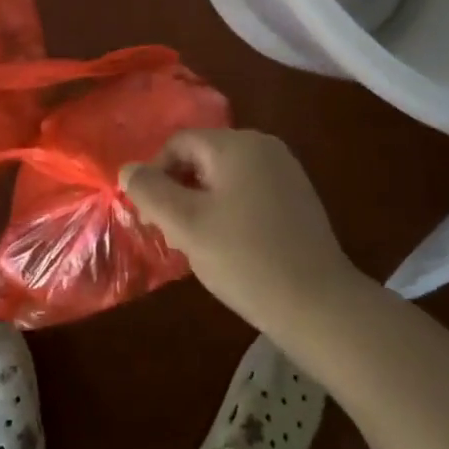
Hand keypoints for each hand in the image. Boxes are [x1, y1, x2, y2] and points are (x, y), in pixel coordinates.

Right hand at [121, 130, 362, 340]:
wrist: (320, 305)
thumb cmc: (246, 259)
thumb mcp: (187, 226)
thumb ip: (151, 192)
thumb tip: (128, 169)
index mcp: (236, 143)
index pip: (179, 143)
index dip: (156, 175)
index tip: (150, 218)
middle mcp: (263, 145)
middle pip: (203, 156)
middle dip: (180, 191)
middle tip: (173, 235)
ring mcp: (285, 169)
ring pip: (226, 175)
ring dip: (204, 203)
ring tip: (200, 246)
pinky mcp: (298, 196)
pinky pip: (250, 189)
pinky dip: (231, 210)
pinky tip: (233, 247)